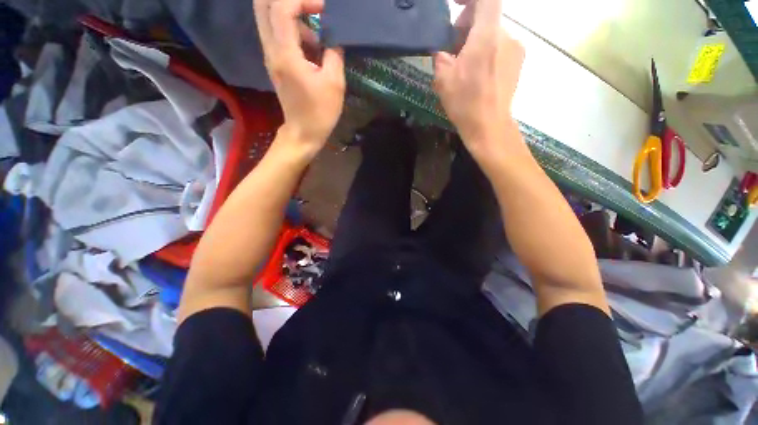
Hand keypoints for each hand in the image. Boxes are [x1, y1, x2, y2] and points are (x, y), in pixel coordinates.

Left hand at [254, 0, 345, 156]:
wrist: (303, 133)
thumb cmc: (320, 112)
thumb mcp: (335, 84)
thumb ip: (334, 54)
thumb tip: (333, 39)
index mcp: (286, 54)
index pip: (281, 7)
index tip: (323, 9)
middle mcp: (271, 49)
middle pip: (263, 5)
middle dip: (288, 0)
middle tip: (312, 9)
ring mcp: (270, 56)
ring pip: (269, 17)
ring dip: (293, 16)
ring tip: (317, 38)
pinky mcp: (275, 63)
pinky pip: (276, 33)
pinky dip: (293, 30)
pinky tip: (312, 48)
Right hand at [433, 0, 524, 159]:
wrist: (489, 126)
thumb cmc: (465, 103)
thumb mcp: (443, 80)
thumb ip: (440, 56)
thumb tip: (441, 50)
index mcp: (487, 35)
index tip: (455, 5)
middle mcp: (507, 36)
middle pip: (488, 17)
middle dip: (467, 25)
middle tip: (453, 48)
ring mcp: (516, 50)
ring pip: (493, 33)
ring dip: (477, 41)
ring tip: (465, 66)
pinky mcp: (518, 63)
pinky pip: (501, 47)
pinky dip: (487, 52)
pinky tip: (478, 74)